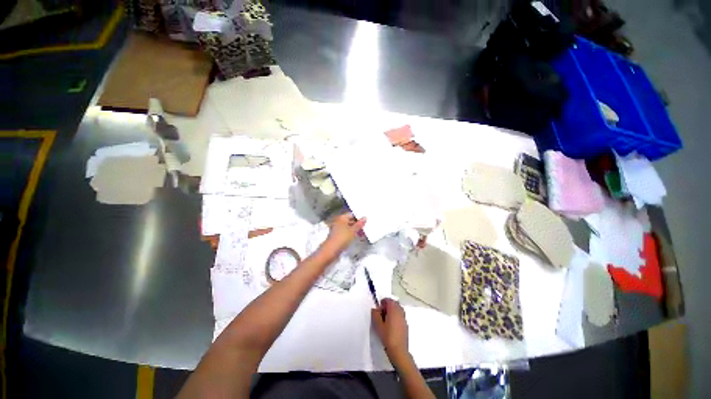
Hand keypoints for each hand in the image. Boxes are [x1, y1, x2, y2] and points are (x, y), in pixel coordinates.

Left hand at [319, 213, 365, 259]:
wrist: (331, 250)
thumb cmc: (342, 238)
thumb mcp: (353, 231)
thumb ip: (359, 224)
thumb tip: (365, 218)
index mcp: (342, 218)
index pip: (352, 214)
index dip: (359, 217)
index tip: (366, 219)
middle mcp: (339, 222)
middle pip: (350, 221)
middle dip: (358, 224)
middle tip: (367, 226)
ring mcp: (338, 229)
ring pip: (349, 227)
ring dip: (356, 229)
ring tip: (364, 233)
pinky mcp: (338, 236)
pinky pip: (347, 232)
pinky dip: (352, 234)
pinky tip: (358, 236)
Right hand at [371, 298, 409, 361]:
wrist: (399, 350)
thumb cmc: (387, 336)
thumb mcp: (377, 324)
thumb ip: (375, 314)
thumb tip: (375, 309)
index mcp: (393, 309)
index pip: (388, 300)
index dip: (383, 303)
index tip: (378, 310)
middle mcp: (400, 311)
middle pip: (394, 303)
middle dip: (387, 306)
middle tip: (381, 314)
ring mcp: (404, 318)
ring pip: (397, 309)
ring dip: (392, 311)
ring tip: (386, 320)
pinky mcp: (406, 325)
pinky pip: (400, 316)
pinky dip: (395, 317)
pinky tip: (391, 326)